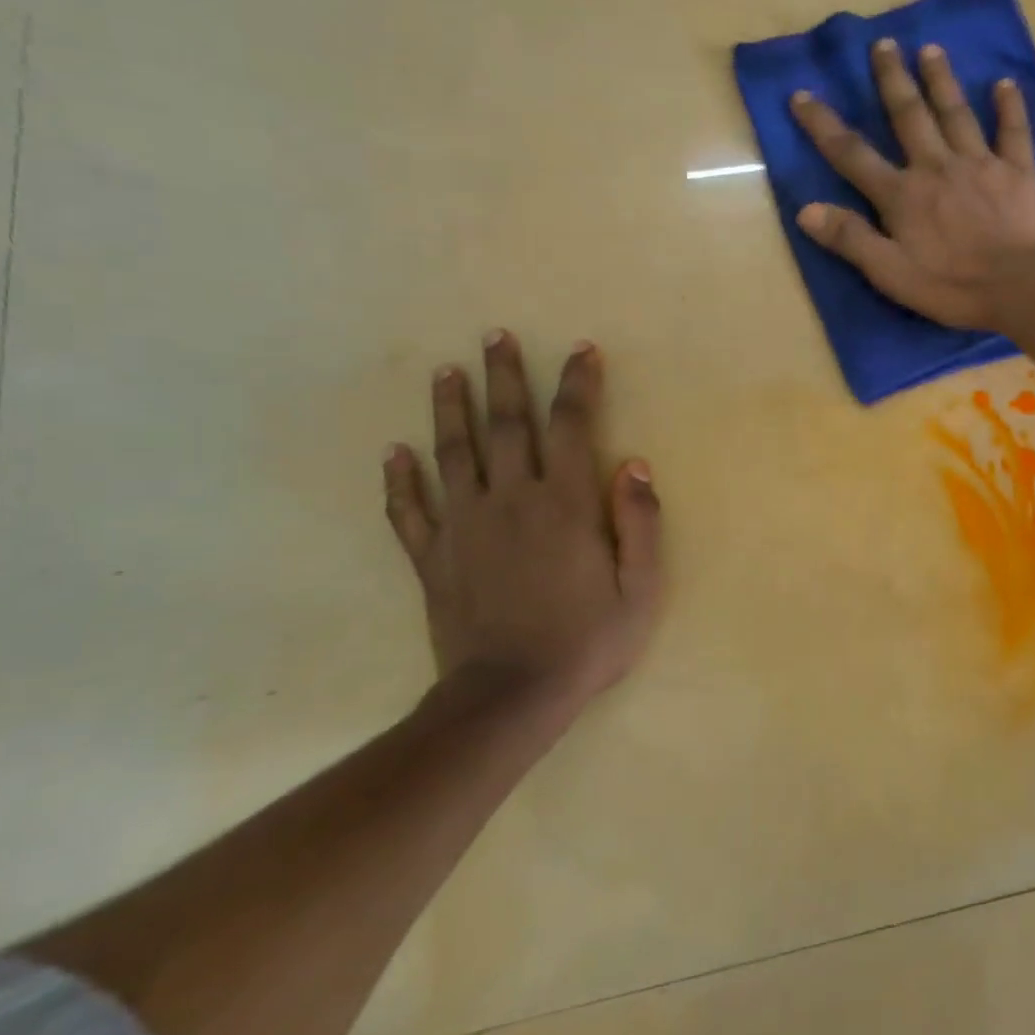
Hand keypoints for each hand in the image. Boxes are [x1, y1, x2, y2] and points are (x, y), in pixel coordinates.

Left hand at [382, 333, 662, 737]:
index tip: (580, 350)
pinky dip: (400, 480)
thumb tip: (635, 463)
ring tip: (444, 372)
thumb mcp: (641, 588)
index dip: (577, 384)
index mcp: (566, 504)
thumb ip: (640, 522)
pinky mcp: (434, 558)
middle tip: (494, 336)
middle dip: (504, 377)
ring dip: (449, 409)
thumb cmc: (587, 641)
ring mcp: (465, 527)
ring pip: (453, 454)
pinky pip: (410, 511)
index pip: (572, 426)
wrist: (511, 698)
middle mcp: (512, 501)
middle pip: (506, 425)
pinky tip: (393, 453)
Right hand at [790, 38, 1034, 330]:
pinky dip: (1009, 107)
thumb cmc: (952, 287)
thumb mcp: (890, 273)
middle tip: (883, 44)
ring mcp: (981, 164)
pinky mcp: (1020, 172)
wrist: (1021, 287)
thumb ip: (850, 239)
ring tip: (931, 50)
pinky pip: (1014, 132)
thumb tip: (805, 210)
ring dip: (941, 80)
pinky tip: (1005, 84)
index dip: (823, 125)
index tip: (802, 94)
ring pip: (956, 113)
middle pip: (909, 116)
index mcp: (902, 195)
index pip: (853, 154)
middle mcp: (937, 167)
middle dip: (892, 80)